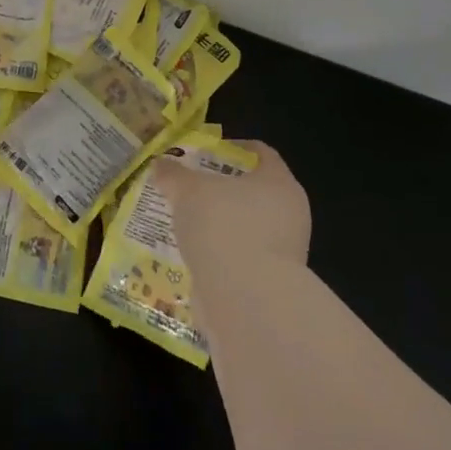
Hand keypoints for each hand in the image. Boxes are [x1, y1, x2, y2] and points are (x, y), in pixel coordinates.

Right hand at [152, 139, 310, 274]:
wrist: (247, 301)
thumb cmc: (224, 227)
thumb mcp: (189, 191)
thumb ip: (174, 175)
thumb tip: (160, 164)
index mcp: (279, 183)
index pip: (262, 154)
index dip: (234, 148)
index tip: (207, 152)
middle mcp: (290, 214)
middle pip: (254, 191)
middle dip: (222, 189)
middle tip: (190, 187)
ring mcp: (284, 252)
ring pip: (247, 227)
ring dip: (220, 224)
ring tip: (186, 223)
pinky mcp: (272, 283)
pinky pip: (242, 257)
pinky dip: (221, 254)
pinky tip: (194, 255)